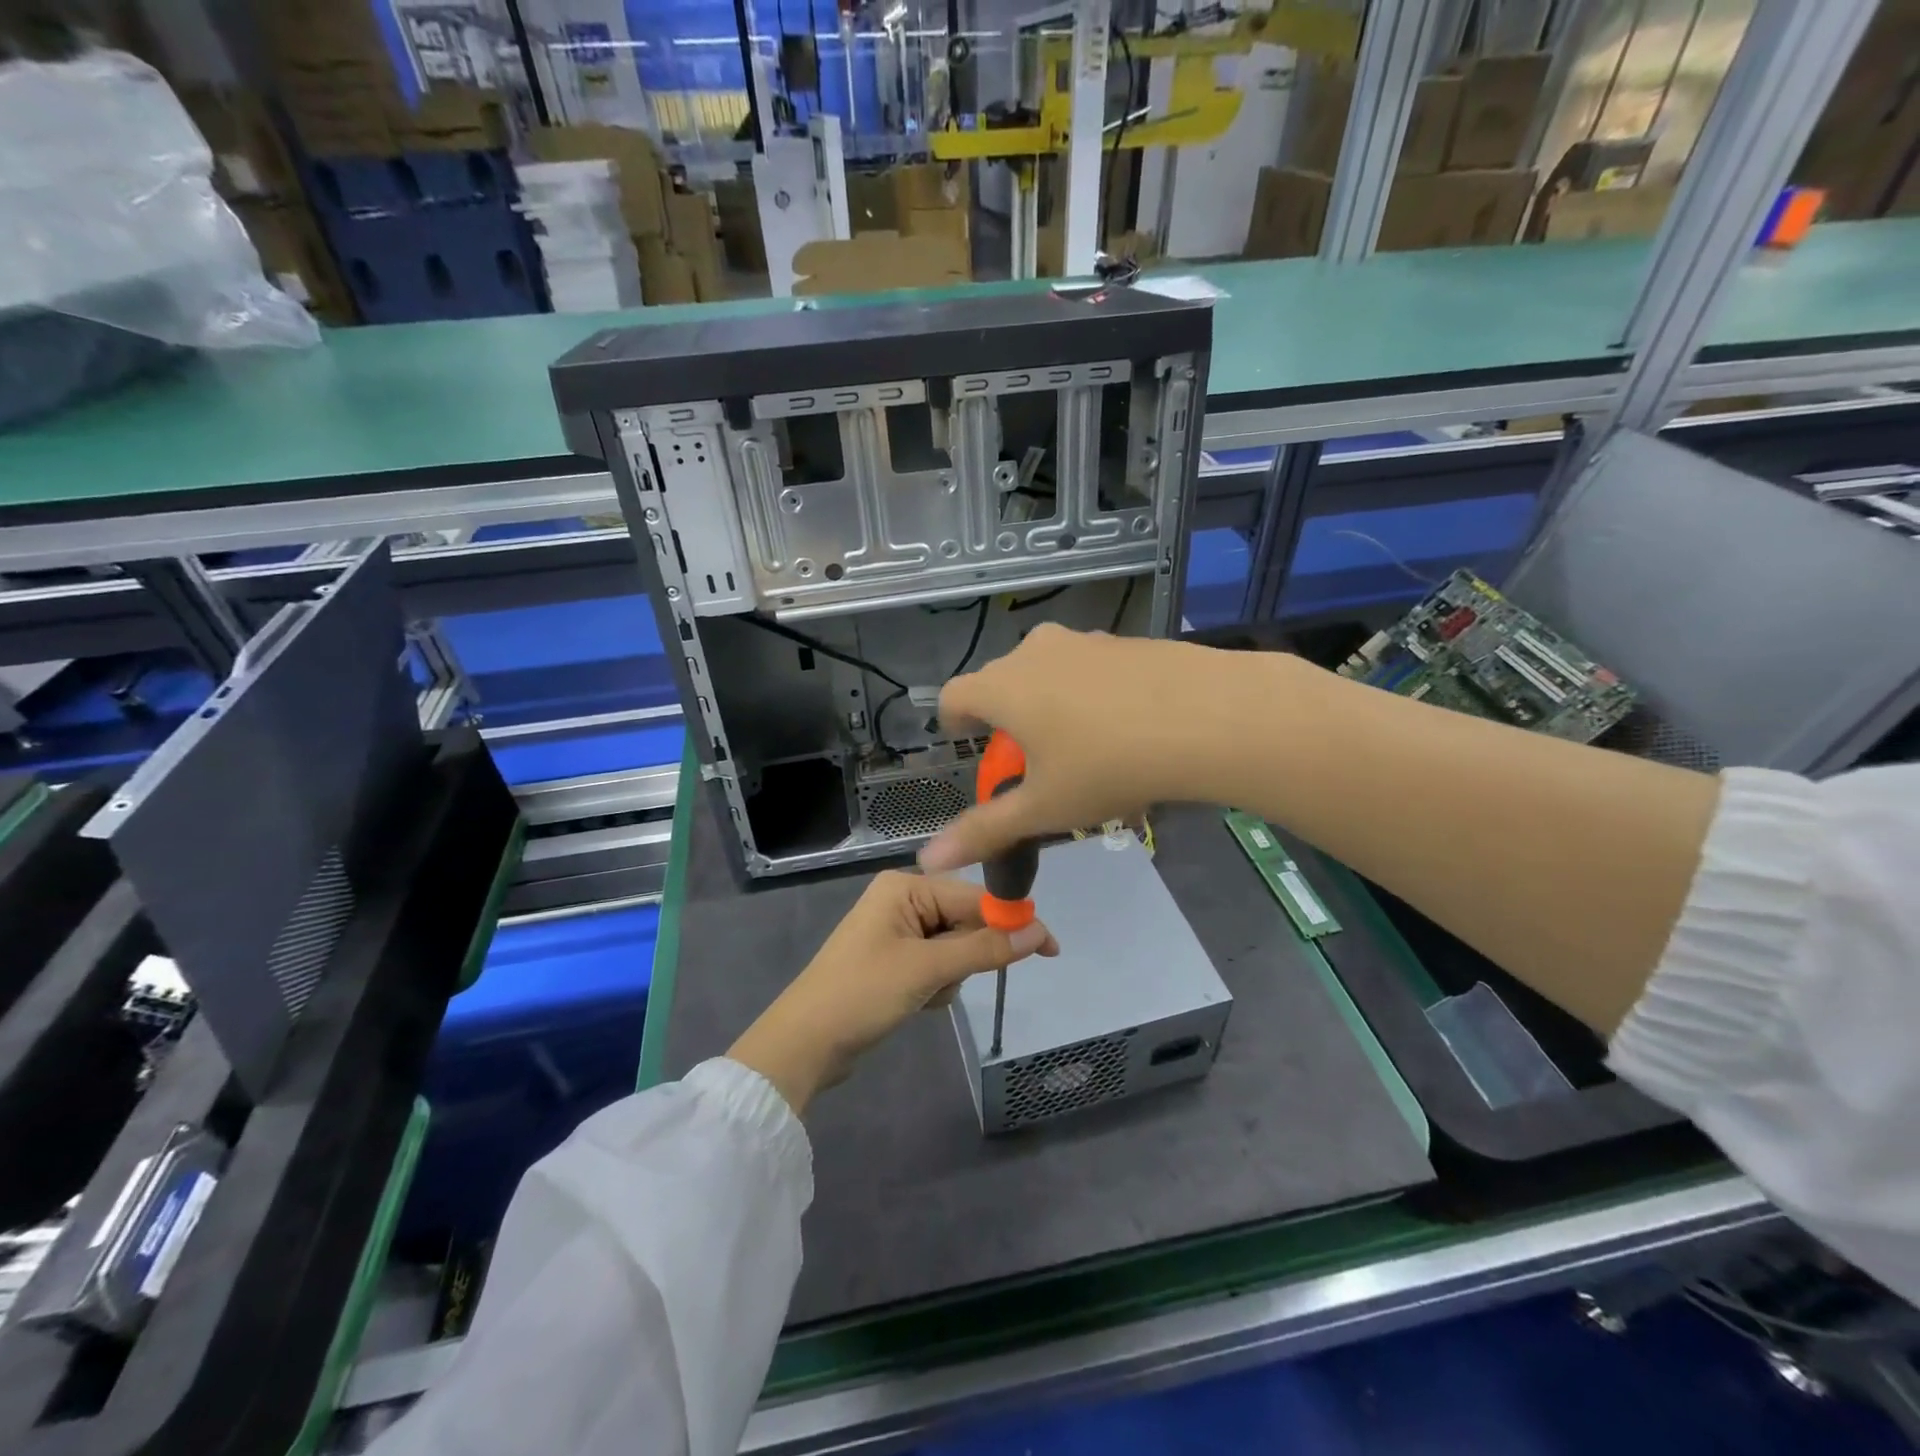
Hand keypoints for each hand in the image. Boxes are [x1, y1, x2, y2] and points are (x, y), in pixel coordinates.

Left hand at [728, 871, 1056, 1114]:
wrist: (804, 1044)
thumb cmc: (862, 994)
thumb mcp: (927, 969)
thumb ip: (984, 949)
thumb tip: (1039, 933)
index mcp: (905, 887)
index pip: (974, 897)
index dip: (1011, 921)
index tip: (1049, 947)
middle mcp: (902, 900)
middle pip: (964, 921)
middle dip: (965, 957)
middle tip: (946, 982)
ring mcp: (897, 931)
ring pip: (954, 948)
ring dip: (949, 976)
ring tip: (921, 995)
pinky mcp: (894, 960)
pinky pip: (935, 965)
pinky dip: (935, 986)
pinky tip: (914, 1002)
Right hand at [920, 624, 1232, 872]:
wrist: (1206, 717)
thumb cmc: (1107, 765)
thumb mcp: (1044, 808)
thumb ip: (985, 831)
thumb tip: (930, 859)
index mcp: (1003, 686)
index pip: (953, 697)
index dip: (955, 725)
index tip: (973, 749)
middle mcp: (1034, 652)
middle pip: (1001, 684)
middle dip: (1006, 721)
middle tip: (1033, 763)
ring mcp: (1083, 641)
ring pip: (1048, 674)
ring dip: (1050, 706)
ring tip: (1083, 750)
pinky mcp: (1125, 642)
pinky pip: (1089, 670)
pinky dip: (1091, 695)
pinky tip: (1126, 729)